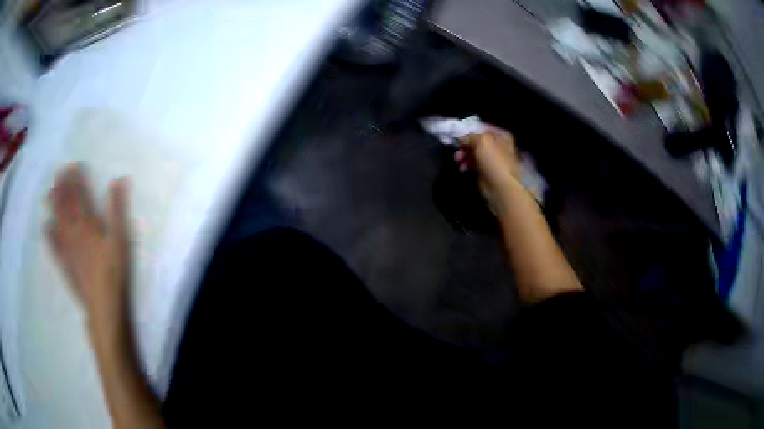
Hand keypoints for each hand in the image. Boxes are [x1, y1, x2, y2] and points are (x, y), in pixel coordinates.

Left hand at [46, 164, 130, 329]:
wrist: (103, 307)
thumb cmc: (114, 273)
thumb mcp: (121, 240)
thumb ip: (117, 210)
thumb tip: (118, 180)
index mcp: (88, 224)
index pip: (79, 196)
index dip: (75, 180)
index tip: (73, 165)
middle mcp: (73, 232)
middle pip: (65, 206)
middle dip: (61, 188)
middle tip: (58, 173)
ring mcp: (67, 249)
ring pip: (57, 222)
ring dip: (53, 206)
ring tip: (49, 193)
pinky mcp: (64, 265)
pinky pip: (54, 247)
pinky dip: (49, 236)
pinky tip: (45, 227)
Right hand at [454, 129, 522, 212]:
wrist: (501, 188)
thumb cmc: (495, 161)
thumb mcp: (482, 141)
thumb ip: (469, 136)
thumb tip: (459, 137)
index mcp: (501, 136)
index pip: (481, 128)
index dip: (468, 130)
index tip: (456, 133)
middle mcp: (497, 146)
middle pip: (476, 141)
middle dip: (464, 144)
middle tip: (455, 147)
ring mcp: (491, 159)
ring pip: (473, 152)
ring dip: (463, 155)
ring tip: (457, 160)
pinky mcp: (485, 171)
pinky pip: (472, 164)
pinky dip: (466, 164)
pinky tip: (462, 168)